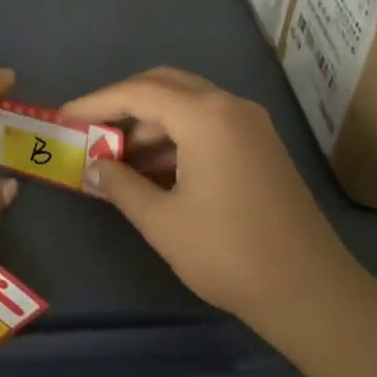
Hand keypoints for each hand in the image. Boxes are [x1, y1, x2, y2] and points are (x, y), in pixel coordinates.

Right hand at [62, 67, 360, 337]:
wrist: (311, 292)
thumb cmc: (229, 254)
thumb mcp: (162, 221)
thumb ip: (121, 186)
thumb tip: (95, 167)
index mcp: (204, 115)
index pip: (137, 92)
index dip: (96, 103)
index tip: (65, 118)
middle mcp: (229, 106)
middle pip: (164, 85)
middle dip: (123, 104)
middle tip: (90, 130)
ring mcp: (250, 123)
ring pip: (187, 104)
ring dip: (150, 123)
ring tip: (117, 158)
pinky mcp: (260, 144)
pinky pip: (207, 123)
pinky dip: (176, 137)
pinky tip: (155, 170)